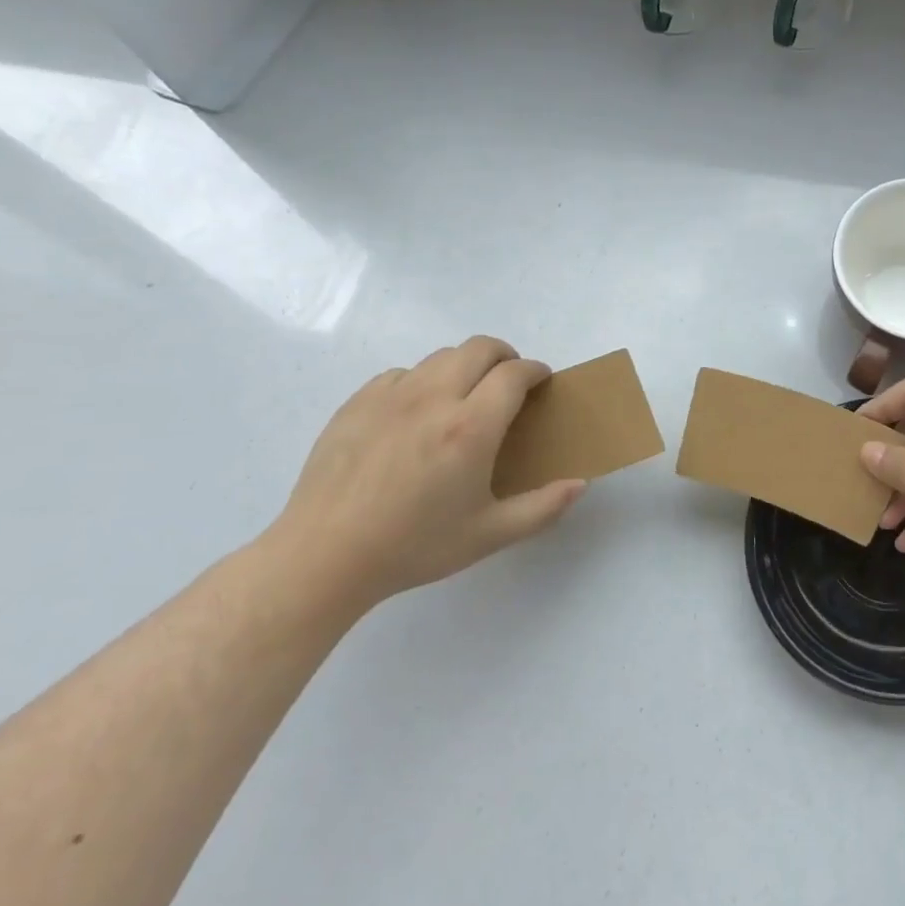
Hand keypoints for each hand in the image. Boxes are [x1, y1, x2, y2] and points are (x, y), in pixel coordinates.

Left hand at [263, 337, 585, 610]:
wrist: (324, 557)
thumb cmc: (414, 547)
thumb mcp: (489, 535)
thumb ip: (542, 508)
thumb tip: (580, 484)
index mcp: (471, 427)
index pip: (514, 373)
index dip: (535, 371)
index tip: (541, 382)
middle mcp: (434, 398)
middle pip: (479, 348)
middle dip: (504, 356)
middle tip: (509, 382)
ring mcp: (391, 396)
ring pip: (440, 356)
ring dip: (464, 366)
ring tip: (465, 396)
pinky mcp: (357, 403)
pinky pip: (401, 374)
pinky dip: (421, 381)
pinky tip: (417, 414)